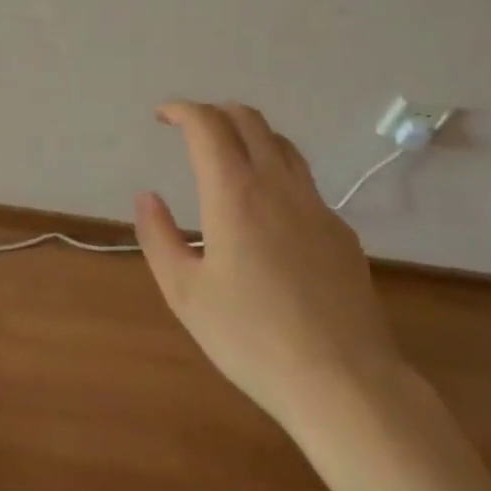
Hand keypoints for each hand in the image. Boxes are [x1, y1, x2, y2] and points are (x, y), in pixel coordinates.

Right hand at [134, 101, 403, 434]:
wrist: (344, 381)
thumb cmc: (251, 338)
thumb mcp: (185, 293)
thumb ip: (158, 237)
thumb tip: (147, 197)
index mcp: (234, 193)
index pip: (206, 125)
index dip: (181, 110)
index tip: (162, 116)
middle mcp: (277, 184)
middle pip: (248, 120)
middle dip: (215, 112)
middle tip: (191, 128)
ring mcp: (316, 205)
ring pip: (282, 144)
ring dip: (250, 134)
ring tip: (229, 155)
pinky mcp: (341, 231)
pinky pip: (304, 181)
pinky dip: (277, 171)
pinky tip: (269, 210)